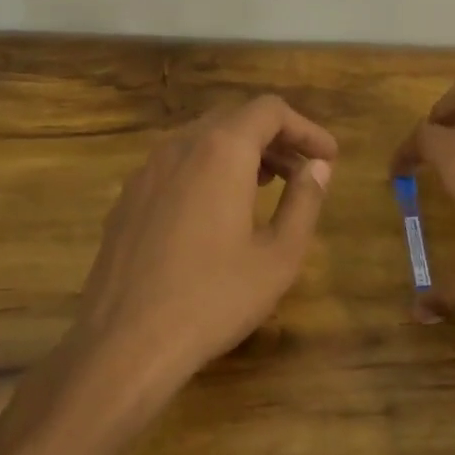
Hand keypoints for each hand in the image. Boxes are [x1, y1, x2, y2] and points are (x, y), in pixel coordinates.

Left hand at [0, 94, 335, 454]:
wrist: (126, 344)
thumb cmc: (214, 298)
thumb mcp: (279, 255)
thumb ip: (304, 201)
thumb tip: (318, 168)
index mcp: (221, 150)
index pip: (270, 110)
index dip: (305, 128)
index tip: (328, 157)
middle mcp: (180, 147)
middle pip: (235, 118)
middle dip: (275, 138)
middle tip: (303, 171)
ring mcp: (146, 171)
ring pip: (203, 139)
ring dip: (241, 152)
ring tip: (267, 187)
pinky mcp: (127, 199)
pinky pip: (177, 165)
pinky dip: (209, 169)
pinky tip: (219, 210)